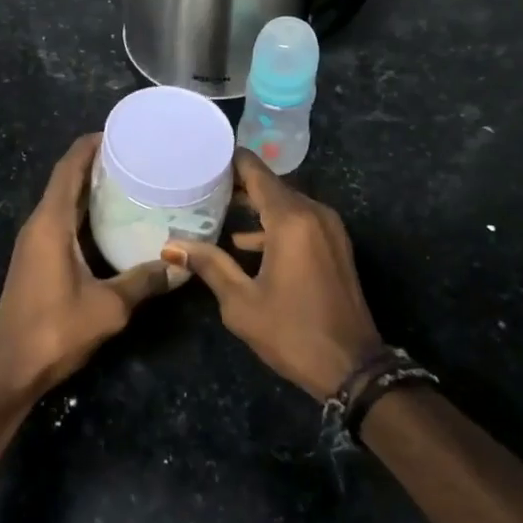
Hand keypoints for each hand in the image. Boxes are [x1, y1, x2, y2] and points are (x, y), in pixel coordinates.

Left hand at [0, 133, 181, 403]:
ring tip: (130, 179)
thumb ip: (144, 281)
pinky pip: (62, 221)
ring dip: (90, 187)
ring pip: (63, 201)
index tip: (120, 132)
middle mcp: (39, 225)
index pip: (68, 169)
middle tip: (136, 155)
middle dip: (96, 163)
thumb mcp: (109, 306)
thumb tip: (180, 265)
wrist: (10, 369)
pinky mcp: (37, 259)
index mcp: (50, 224)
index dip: (90, 145)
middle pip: (66, 180)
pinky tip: (113, 220)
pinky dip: (85, 211)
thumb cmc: (55, 330)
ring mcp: (35, 243)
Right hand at [166, 150, 383, 400]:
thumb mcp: (241, 302)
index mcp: (291, 220)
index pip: (257, 172)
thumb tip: (171, 246)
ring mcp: (330, 228)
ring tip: (218, 208)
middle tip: (202, 183)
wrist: (352, 367)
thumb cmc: (292, 332)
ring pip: (287, 203)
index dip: (231, 161)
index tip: (203, 155)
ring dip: (257, 204)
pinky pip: (301, 220)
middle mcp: (314, 213)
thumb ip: (209, 265)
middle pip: (272, 185)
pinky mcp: (336, 245)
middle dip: (239, 183)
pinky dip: (275, 223)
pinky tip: (247, 241)